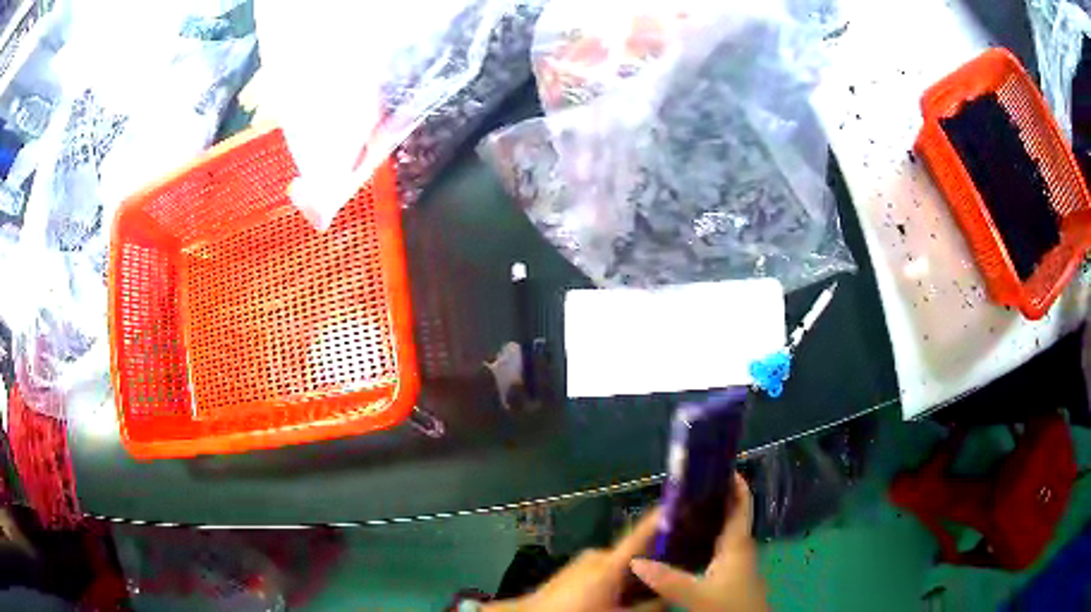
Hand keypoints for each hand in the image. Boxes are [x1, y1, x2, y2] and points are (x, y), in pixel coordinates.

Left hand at [485, 508, 662, 611]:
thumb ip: (650, 607)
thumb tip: (672, 596)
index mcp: (610, 562)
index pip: (643, 531)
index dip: (664, 516)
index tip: (685, 502)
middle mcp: (598, 555)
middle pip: (636, 553)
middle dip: (656, 561)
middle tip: (677, 569)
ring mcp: (583, 563)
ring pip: (621, 565)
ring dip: (636, 575)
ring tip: (652, 587)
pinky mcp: (573, 572)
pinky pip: (605, 572)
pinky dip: (619, 581)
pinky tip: (623, 596)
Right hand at [629, 474, 767, 611]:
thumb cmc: (729, 607)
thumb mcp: (696, 596)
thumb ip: (667, 579)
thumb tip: (635, 561)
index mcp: (737, 543)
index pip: (741, 503)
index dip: (734, 482)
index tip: (716, 465)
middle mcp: (741, 547)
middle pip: (732, 514)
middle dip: (714, 498)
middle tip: (685, 488)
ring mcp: (739, 561)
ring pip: (725, 531)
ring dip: (709, 518)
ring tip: (680, 511)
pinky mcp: (733, 574)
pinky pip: (720, 546)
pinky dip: (706, 538)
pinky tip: (687, 545)